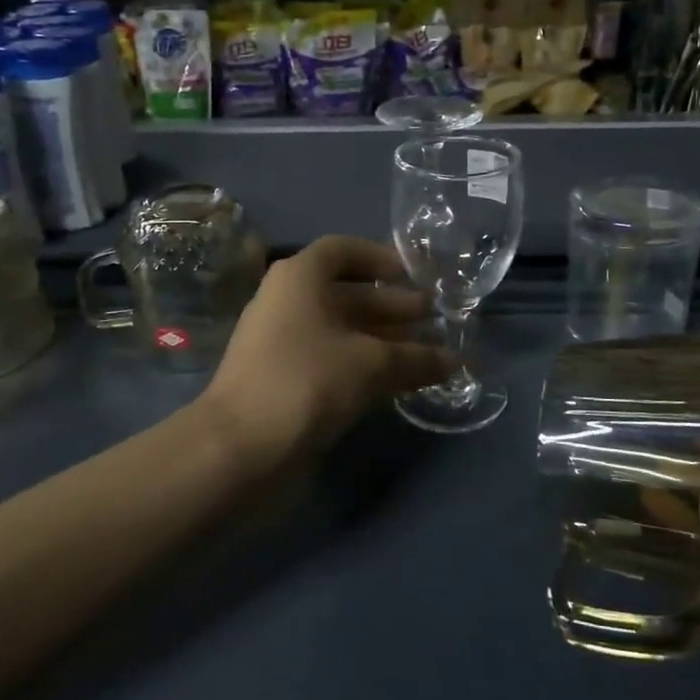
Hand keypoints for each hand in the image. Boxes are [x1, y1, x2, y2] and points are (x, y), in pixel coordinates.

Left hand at [198, 235, 453, 475]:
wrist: (240, 448)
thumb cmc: (308, 381)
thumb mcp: (372, 363)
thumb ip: (417, 358)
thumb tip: (458, 360)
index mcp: (300, 278)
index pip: (343, 251)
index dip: (380, 258)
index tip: (413, 276)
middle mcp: (289, 302)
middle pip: (348, 293)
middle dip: (393, 306)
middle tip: (435, 319)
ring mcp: (284, 343)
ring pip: (343, 331)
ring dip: (385, 339)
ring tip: (429, 354)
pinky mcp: (286, 380)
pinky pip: (334, 360)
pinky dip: (367, 365)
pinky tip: (400, 381)